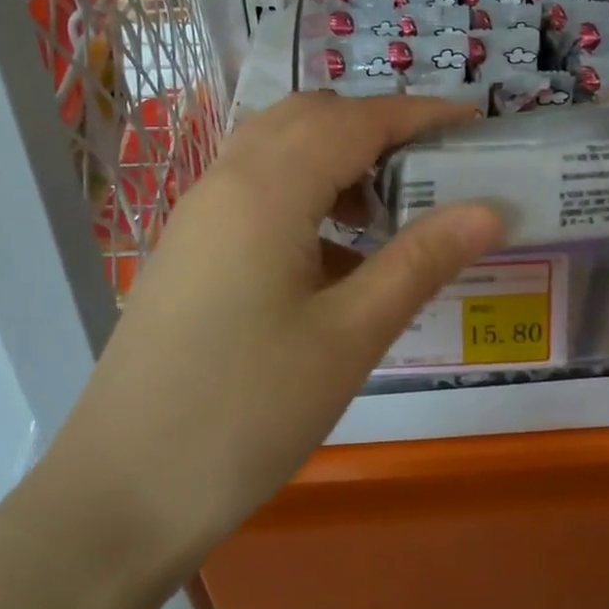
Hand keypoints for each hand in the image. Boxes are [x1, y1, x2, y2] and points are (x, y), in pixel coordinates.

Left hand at [45, 91, 503, 566]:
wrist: (120, 495)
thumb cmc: (246, 413)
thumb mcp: (349, 337)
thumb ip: (420, 262)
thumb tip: (489, 210)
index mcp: (266, 190)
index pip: (356, 120)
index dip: (419, 112)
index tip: (473, 119)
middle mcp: (226, 183)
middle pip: (310, 119)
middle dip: (377, 126)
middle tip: (433, 165)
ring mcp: (198, 216)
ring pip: (278, 151)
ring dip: (338, 159)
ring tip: (390, 211)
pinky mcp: (189, 250)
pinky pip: (256, 192)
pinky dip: (306, 194)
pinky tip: (337, 257)